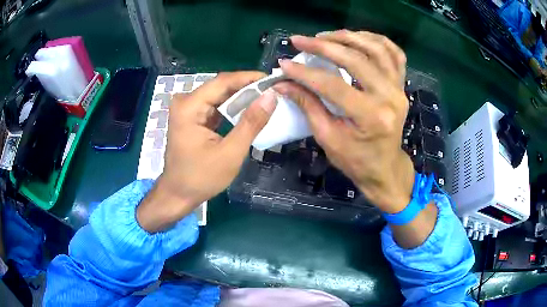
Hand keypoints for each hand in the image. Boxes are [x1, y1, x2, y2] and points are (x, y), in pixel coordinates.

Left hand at [137, 72, 276, 231]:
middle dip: (247, 87)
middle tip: (273, 91)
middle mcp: (186, 102)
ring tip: (266, 99)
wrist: (178, 194)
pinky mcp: (192, 117)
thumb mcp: (230, 153)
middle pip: (221, 87)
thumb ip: (251, 123)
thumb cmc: (201, 178)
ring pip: (219, 96)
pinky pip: (215, 106)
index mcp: (189, 107)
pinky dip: (232, 108)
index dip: (249, 78)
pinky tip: (248, 110)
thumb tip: (270, 96)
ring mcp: (187, 109)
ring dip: (241, 97)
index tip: (273, 79)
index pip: (223, 81)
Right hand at [274, 30, 414, 213]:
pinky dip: (377, 40)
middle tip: (301, 41)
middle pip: (356, 60)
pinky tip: (359, 38)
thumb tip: (283, 84)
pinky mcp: (401, 86)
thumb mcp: (328, 138)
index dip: (305, 72)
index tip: (284, 64)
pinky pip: (395, 54)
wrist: (385, 167)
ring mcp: (399, 89)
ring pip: (377, 49)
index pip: (333, 85)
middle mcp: (389, 98)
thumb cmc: (356, 160)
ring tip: (326, 36)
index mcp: (371, 117)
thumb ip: (307, 106)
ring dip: (350, 37)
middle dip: (324, 46)